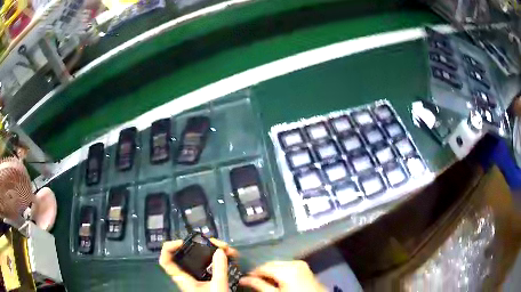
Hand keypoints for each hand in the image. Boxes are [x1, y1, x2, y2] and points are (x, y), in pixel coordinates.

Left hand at [159, 239, 238, 291]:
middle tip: (217, 244)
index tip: (183, 242)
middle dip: (201, 245)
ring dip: (213, 251)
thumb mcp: (218, 286)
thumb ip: (219, 269)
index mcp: (184, 278)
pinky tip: (228, 256)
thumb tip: (219, 250)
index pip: (166, 261)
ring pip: (200, 258)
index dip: (169, 248)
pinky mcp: (206, 278)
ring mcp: (198, 276)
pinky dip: (218, 258)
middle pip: (187, 255)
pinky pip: (209, 264)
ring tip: (227, 249)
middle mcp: (188, 275)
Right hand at [239, 261, 325, 291]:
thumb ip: (258, 286)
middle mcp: (294, 262)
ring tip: (264, 282)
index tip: (244, 279)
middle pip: (271, 264)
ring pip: (278, 264)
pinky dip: (280, 271)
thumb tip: (243, 279)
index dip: (252, 273)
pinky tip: (277, 280)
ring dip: (270, 271)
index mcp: (287, 269)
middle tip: (253, 281)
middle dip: (261, 272)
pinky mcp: (304, 267)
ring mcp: (300, 264)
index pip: (263, 267)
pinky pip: (287, 266)